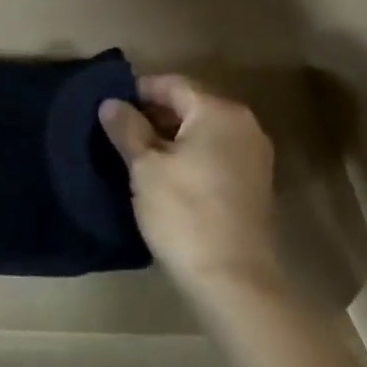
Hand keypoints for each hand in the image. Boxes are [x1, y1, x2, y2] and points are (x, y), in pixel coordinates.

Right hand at [99, 75, 281, 302]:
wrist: (234, 281)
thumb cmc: (185, 214)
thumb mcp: (145, 168)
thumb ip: (127, 128)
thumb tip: (111, 103)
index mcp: (218, 111)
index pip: (172, 84)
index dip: (139, 91)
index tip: (111, 106)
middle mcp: (244, 124)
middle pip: (191, 105)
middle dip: (155, 114)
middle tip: (121, 132)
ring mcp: (254, 155)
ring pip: (204, 131)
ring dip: (172, 137)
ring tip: (139, 155)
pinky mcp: (256, 184)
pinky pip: (217, 153)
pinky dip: (192, 155)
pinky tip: (168, 176)